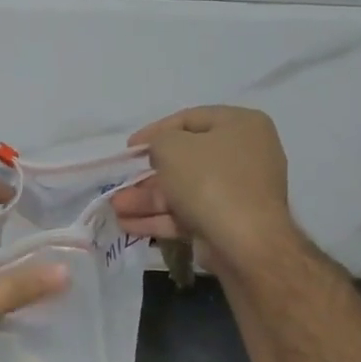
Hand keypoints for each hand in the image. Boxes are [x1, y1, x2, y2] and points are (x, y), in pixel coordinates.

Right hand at [111, 106, 298, 275]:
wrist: (244, 242)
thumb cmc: (210, 180)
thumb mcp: (173, 147)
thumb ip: (159, 141)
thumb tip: (160, 152)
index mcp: (241, 125)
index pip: (190, 119)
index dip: (155, 131)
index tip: (129, 148)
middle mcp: (244, 155)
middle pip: (185, 160)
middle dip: (146, 175)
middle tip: (121, 182)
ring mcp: (237, 192)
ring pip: (183, 191)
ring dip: (147, 199)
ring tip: (115, 209)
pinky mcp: (228, 222)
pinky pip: (189, 214)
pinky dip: (160, 218)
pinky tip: (129, 225)